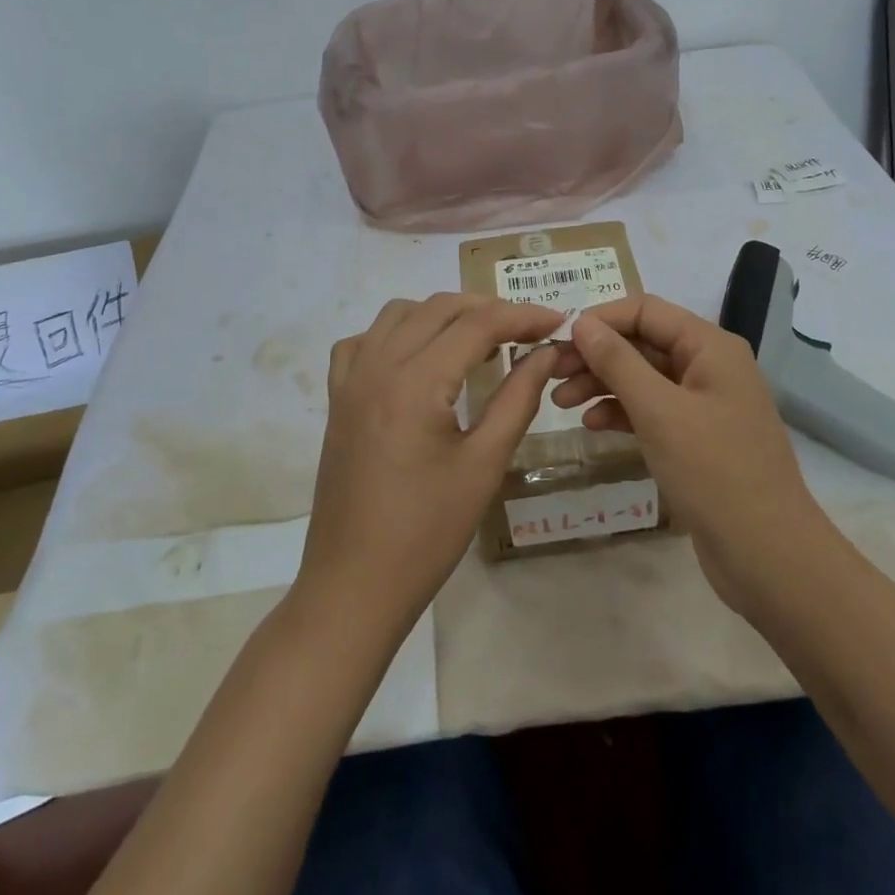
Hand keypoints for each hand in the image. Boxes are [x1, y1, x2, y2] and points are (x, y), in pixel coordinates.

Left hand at [299, 294, 563, 631]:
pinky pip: (364, 342)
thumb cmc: (427, 532)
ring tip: (479, 343)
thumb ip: (518, 398)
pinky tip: (419, 360)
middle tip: (527, 333)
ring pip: (399, 314)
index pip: (477, 325)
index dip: (522, 316)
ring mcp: (350, 380)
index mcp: (415, 382)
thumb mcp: (484, 465)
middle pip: (438, 308)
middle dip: (488, 310)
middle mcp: (377, 366)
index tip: (557, 322)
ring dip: (443, 315)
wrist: (354, 585)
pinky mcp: (337, 399)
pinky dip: (397, 334)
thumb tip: (547, 353)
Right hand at [548, 294, 829, 611]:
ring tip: (560, 402)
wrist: (767, 555)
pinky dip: (621, 412)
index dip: (600, 319)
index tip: (557, 339)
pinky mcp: (696, 438)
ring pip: (643, 377)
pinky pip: (652, 410)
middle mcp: (709, 366)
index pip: (646, 311)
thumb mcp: (659, 411)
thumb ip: (618, 362)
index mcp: (710, 347)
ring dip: (602, 384)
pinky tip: (592, 424)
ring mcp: (704, 403)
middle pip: (642, 343)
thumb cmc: (714, 472)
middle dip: (596, 355)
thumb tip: (581, 323)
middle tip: (549, 373)